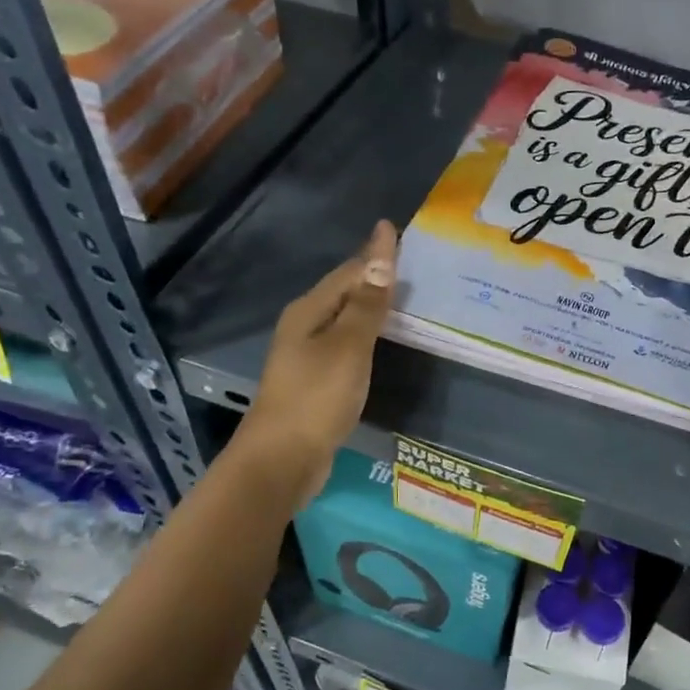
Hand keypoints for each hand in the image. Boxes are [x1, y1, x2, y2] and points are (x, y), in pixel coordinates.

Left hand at [238, 221, 396, 510]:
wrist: (282, 460)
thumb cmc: (316, 398)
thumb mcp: (348, 347)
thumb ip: (367, 304)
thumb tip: (381, 255)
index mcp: (309, 311)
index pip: (349, 272)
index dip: (376, 252)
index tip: (395, 229)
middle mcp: (304, 327)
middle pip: (344, 291)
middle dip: (373, 274)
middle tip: (407, 259)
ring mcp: (307, 356)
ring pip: (345, 318)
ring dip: (370, 304)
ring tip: (401, 293)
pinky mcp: (315, 382)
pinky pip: (346, 344)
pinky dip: (367, 334)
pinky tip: (382, 339)